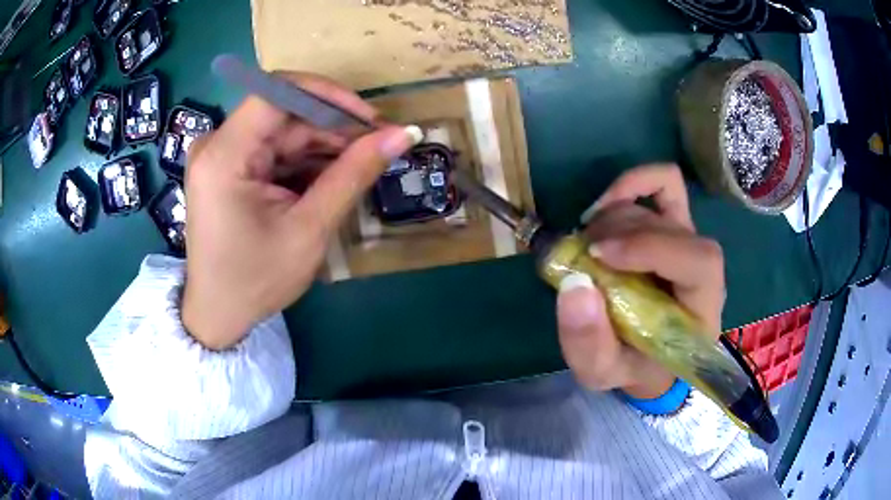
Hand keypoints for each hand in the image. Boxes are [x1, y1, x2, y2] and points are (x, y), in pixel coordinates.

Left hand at [182, 73, 419, 349]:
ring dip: (323, 145)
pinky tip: (332, 176)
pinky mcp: (228, 168)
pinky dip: (305, 161)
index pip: (278, 92)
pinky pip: (273, 151)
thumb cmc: (256, 280)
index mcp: (224, 155)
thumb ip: (353, 175)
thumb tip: (401, 135)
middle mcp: (217, 144)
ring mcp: (221, 155)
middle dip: (333, 127)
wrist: (218, 314)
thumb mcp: (308, 229)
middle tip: (377, 147)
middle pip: (284, 113)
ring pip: (283, 131)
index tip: (370, 118)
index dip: (329, 95)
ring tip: (361, 165)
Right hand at [556, 165, 725, 398]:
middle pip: (671, 226)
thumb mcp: (602, 372)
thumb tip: (574, 284)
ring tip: (586, 245)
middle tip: (581, 255)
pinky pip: (665, 183)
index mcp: (703, 307)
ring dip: (613, 217)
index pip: (699, 261)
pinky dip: (633, 183)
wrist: (649, 358)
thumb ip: (589, 344)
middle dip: (618, 233)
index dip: (650, 247)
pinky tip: (604, 206)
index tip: (597, 256)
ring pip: (657, 205)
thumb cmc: (632, 367)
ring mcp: (689, 239)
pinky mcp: (674, 224)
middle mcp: (703, 267)